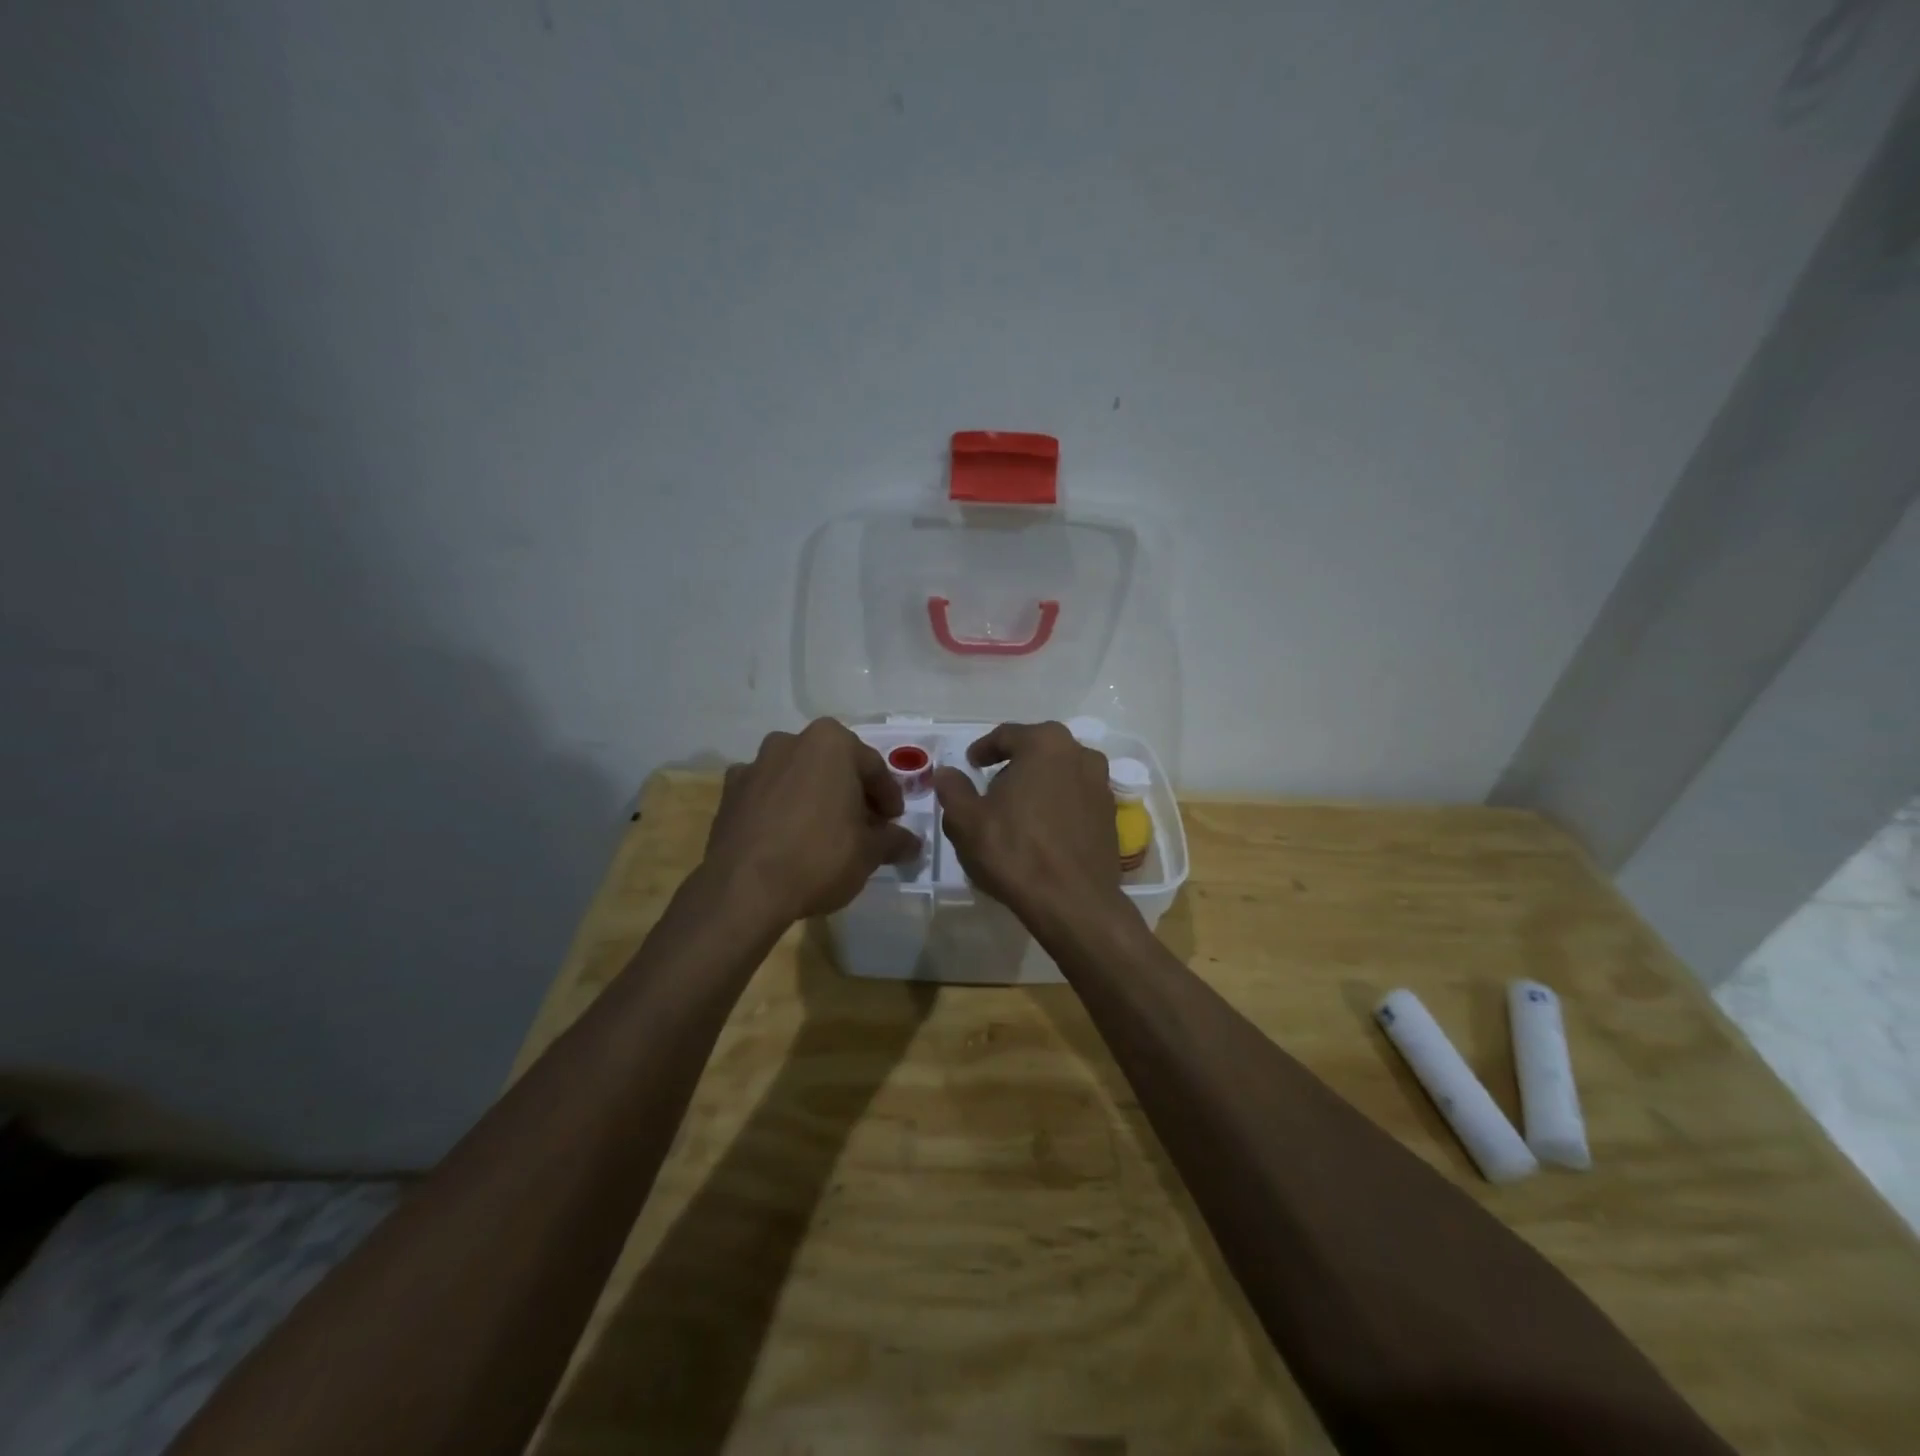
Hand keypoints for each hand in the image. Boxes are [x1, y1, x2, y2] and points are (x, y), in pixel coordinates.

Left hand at [704, 720, 921, 923]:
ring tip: (825, 832)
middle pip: (833, 766)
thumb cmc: (819, 857)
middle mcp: (790, 742)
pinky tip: (788, 838)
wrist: (744, 889)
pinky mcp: (729, 793)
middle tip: (865, 826)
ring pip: (798, 777)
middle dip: (851, 792)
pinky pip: (767, 795)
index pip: (873, 767)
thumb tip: (912, 843)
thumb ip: (894, 840)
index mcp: (831, 743)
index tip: (894, 821)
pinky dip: (781, 808)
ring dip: (815, 797)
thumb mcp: (869, 852)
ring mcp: (755, 765)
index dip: (888, 796)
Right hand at [933, 721, 1131, 938]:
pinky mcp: (1110, 815)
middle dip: (1013, 765)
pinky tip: (1041, 830)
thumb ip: (953, 789)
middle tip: (991, 788)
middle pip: (1038, 751)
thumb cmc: (1014, 851)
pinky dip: (1057, 806)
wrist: (1073, 901)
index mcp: (1045, 743)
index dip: (983, 749)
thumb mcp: (966, 820)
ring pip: (1060, 774)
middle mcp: (1080, 754)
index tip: (970, 763)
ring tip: (1016, 811)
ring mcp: (1101, 785)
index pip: (1007, 735)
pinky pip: (1076, 799)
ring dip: (1037, 785)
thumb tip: (946, 773)